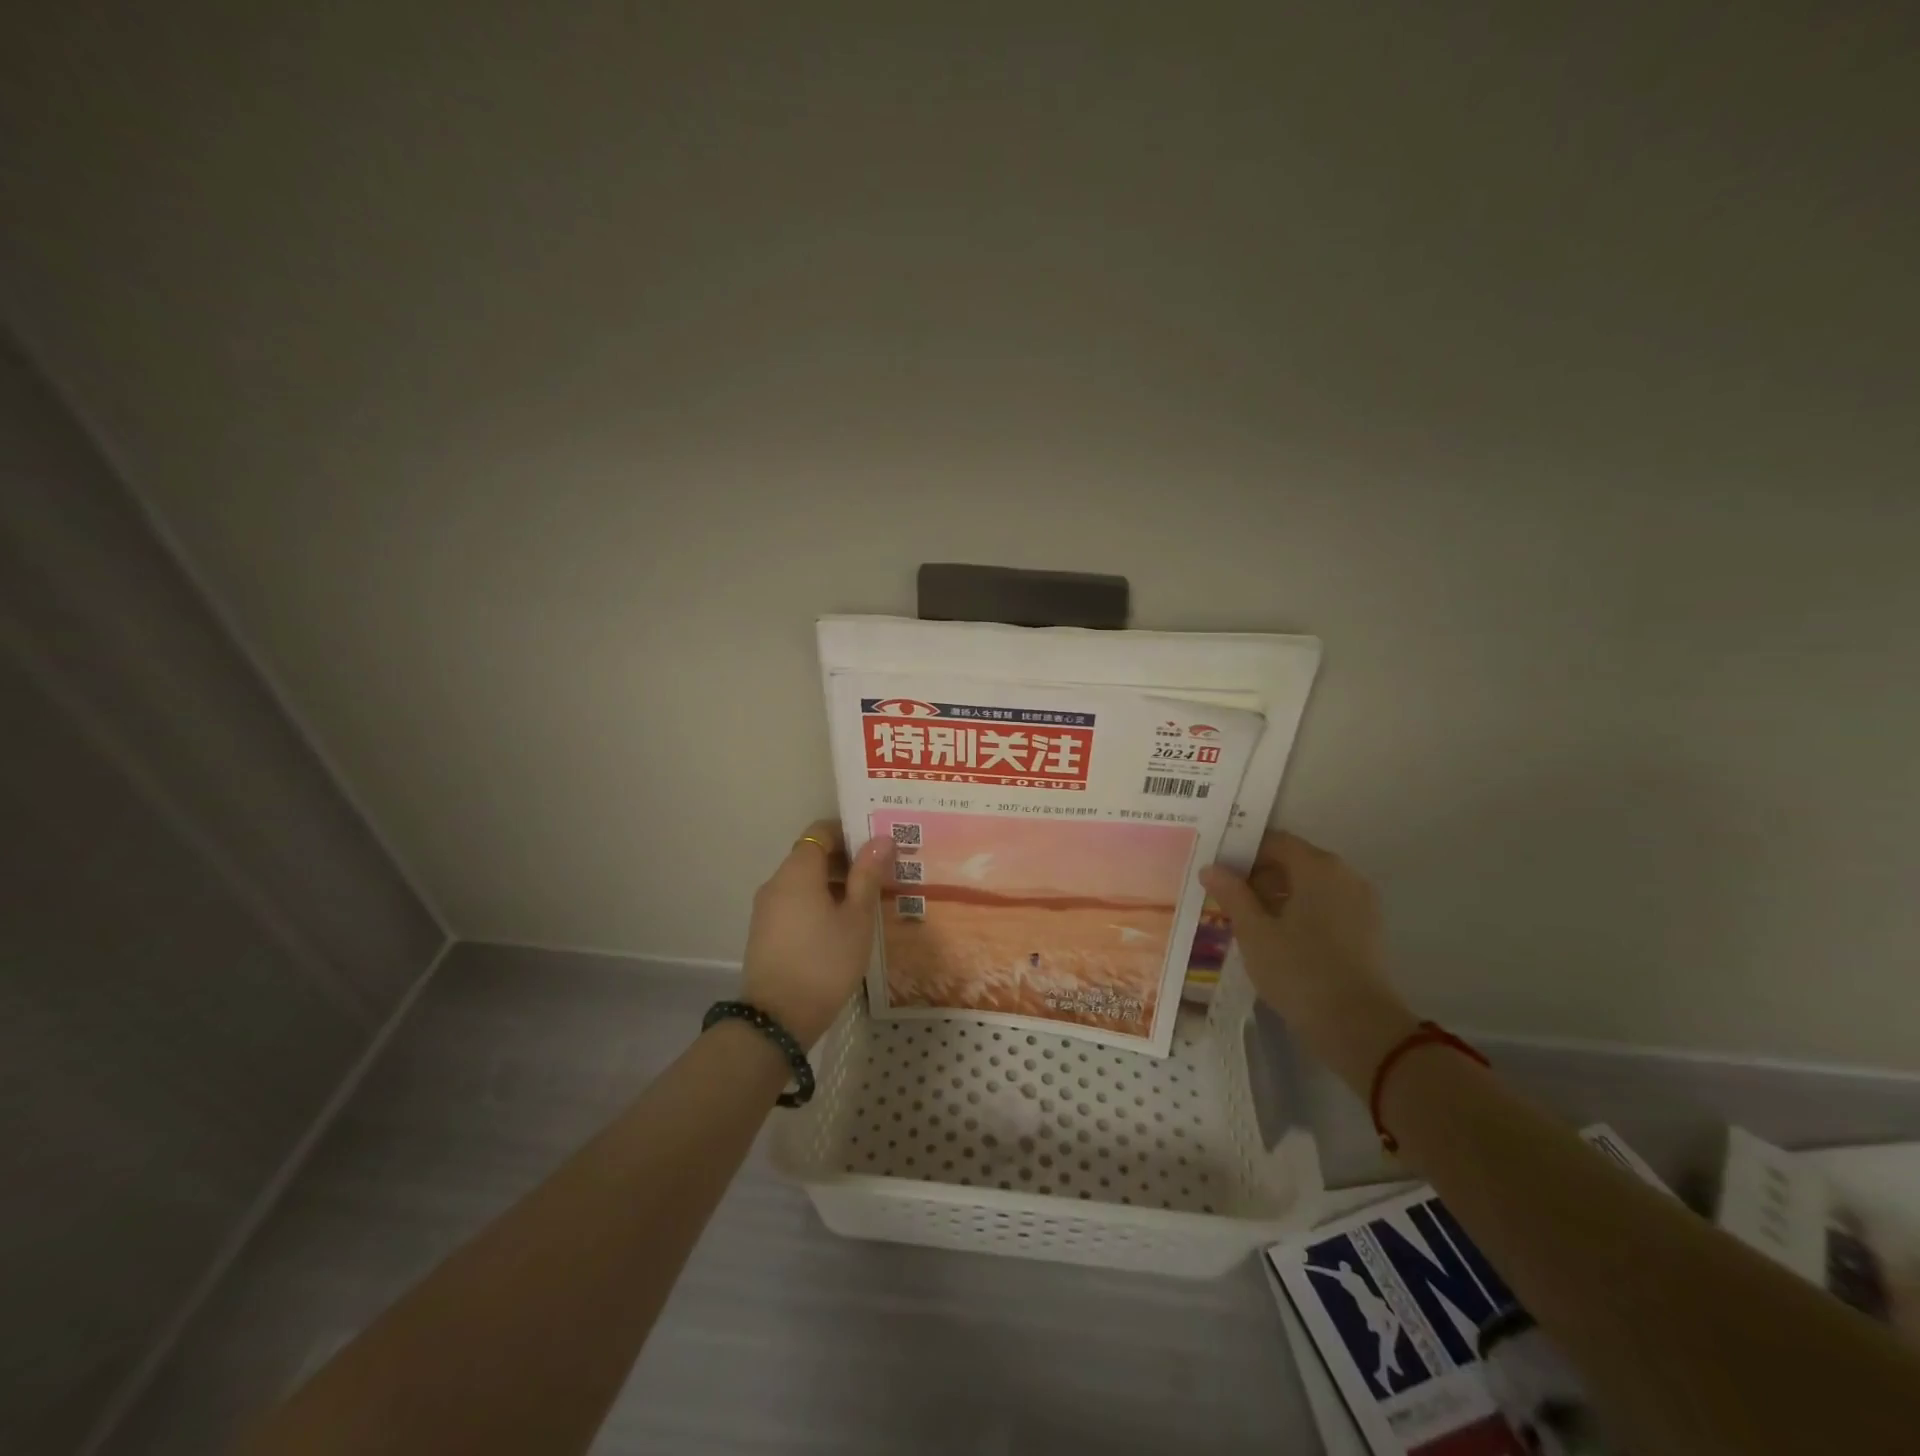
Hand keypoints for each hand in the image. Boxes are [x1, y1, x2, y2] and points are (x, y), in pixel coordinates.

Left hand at [740, 820, 893, 1048]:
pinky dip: (818, 902)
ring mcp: (766, 908)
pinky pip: (794, 902)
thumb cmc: (825, 962)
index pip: (821, 831)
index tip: (877, 845)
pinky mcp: (765, 931)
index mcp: (798, 871)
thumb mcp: (856, 918)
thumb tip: (881, 838)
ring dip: (833, 884)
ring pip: (804, 881)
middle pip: (812, 855)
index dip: (849, 831)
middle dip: (846, 860)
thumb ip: (867, 875)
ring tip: (866, 902)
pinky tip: (841, 925)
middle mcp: (776, 882)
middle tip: (881, 874)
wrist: (778, 1020)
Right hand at [1200, 831, 1418, 1091]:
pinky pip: (1325, 907)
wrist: (1359, 1028)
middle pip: (1293, 861)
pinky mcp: (1366, 930)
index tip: (1216, 872)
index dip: (1241, 852)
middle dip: (1258, 876)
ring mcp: (1360, 902)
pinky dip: (1299, 913)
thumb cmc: (1299, 970)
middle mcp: (1343, 874)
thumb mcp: (1254, 931)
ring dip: (1277, 896)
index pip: (1274, 841)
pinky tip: (1277, 939)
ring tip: (1247, 923)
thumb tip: (1211, 868)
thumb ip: (1231, 894)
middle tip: (1225, 900)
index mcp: (1317, 866)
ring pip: (1309, 886)